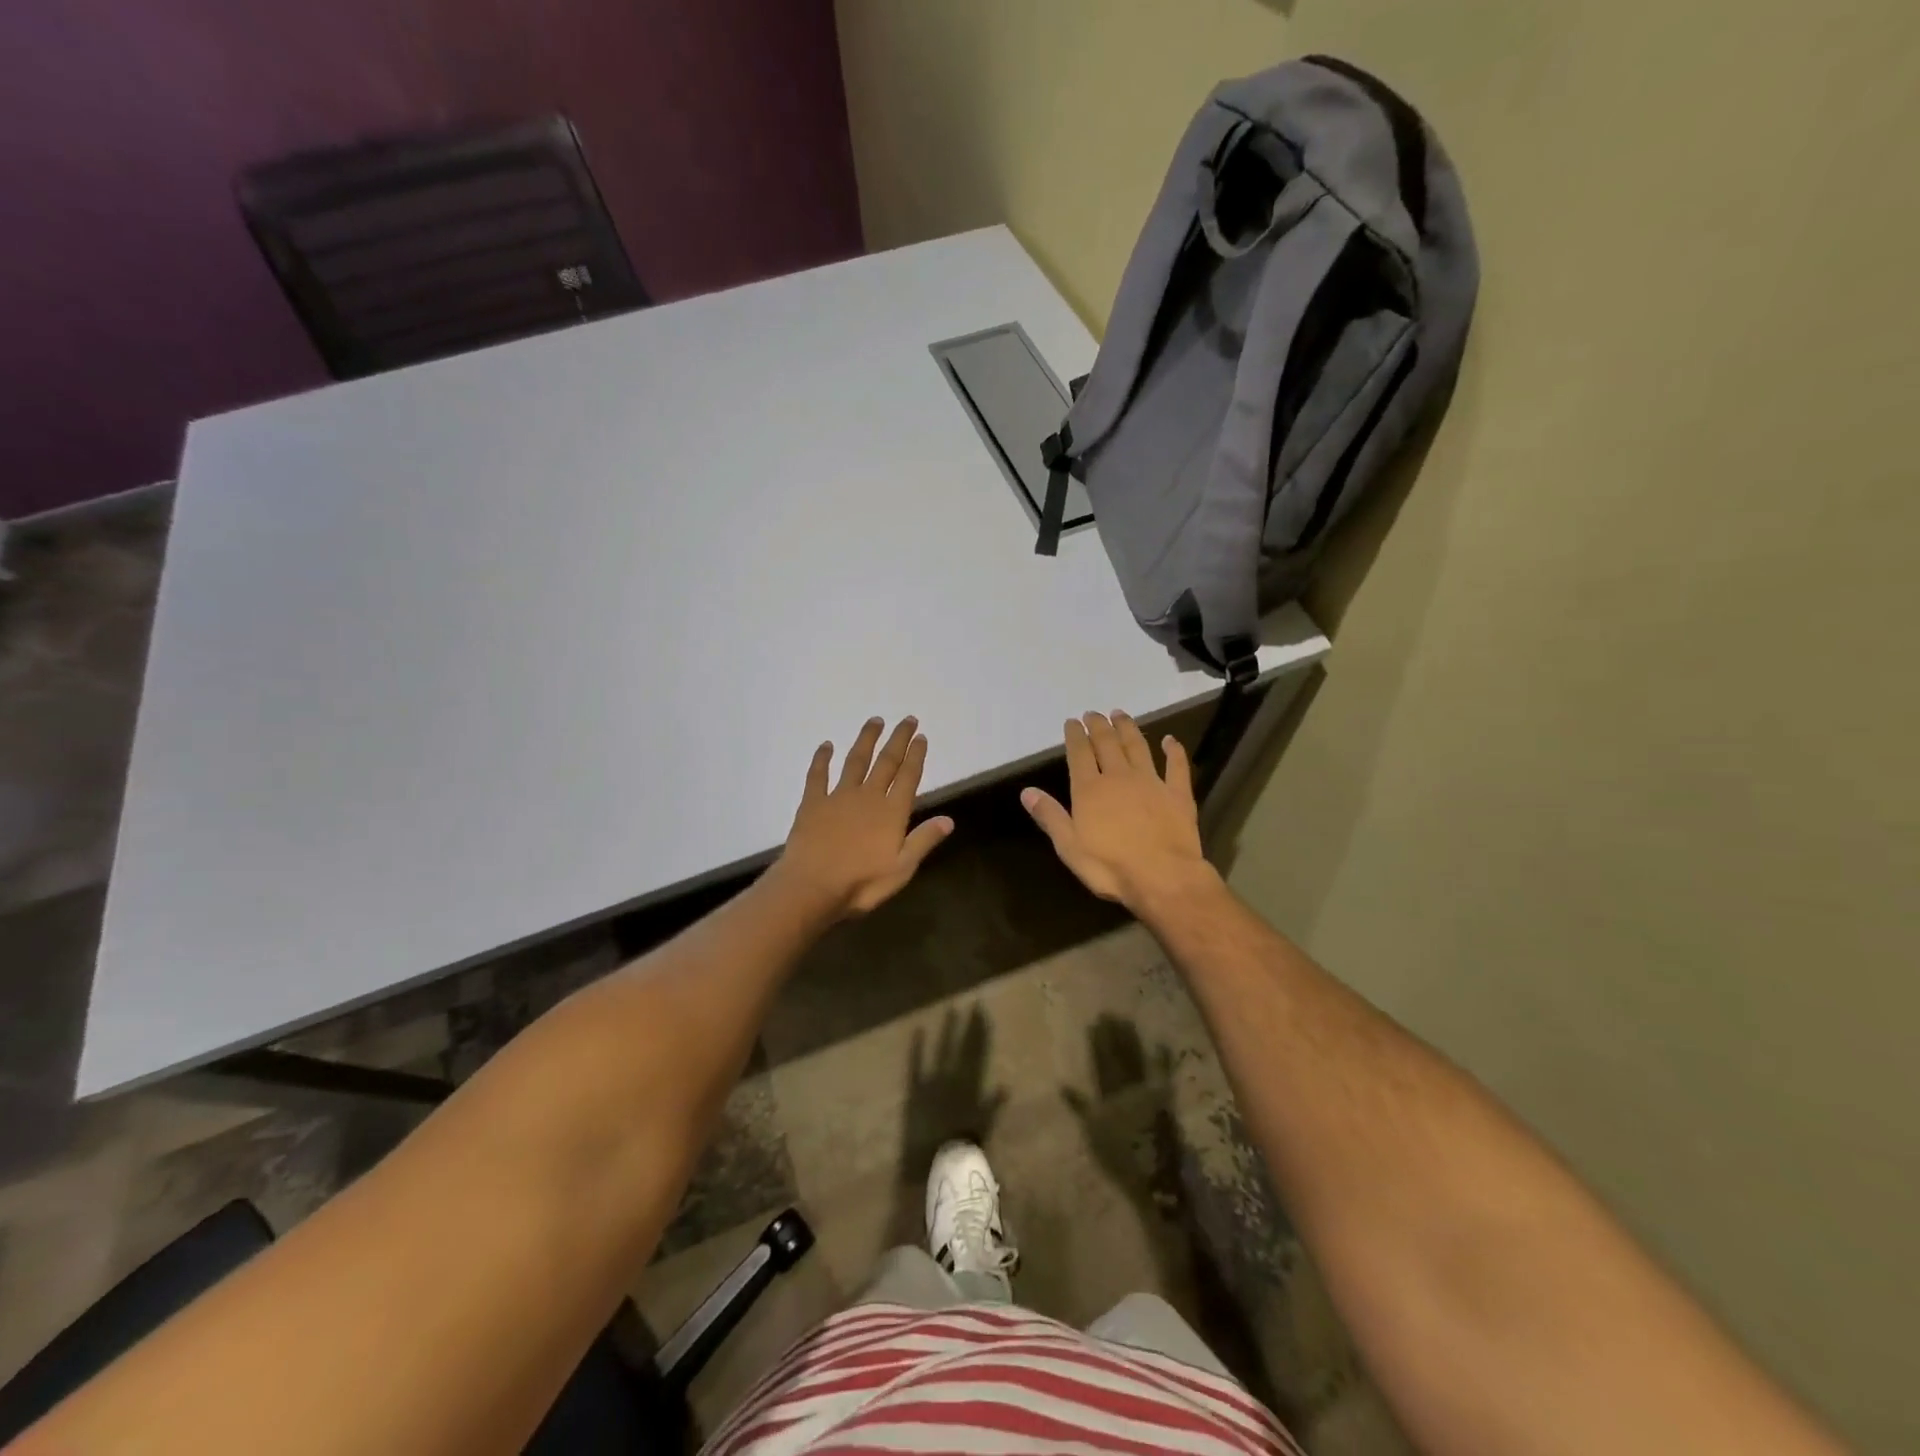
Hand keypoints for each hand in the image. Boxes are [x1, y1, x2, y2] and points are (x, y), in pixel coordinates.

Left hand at [774, 716, 953, 918]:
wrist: (811, 886)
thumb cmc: (861, 883)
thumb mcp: (902, 868)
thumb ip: (923, 840)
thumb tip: (949, 820)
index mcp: (891, 812)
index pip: (908, 777)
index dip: (916, 756)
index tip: (922, 737)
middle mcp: (867, 796)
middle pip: (886, 762)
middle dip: (898, 740)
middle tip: (908, 720)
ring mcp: (838, 797)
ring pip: (855, 761)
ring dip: (866, 740)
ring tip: (875, 721)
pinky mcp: (813, 803)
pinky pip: (818, 775)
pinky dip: (822, 759)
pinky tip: (826, 745)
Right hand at [1021, 711, 1214, 909]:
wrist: (1163, 877)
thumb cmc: (1109, 867)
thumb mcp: (1069, 846)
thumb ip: (1049, 816)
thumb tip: (1027, 791)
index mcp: (1090, 790)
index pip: (1079, 754)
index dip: (1075, 736)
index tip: (1072, 721)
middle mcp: (1119, 777)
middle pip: (1107, 744)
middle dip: (1099, 726)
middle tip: (1093, 713)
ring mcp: (1151, 782)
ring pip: (1138, 747)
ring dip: (1128, 729)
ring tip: (1121, 714)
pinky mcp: (1178, 794)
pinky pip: (1177, 766)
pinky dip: (1174, 751)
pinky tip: (1171, 740)